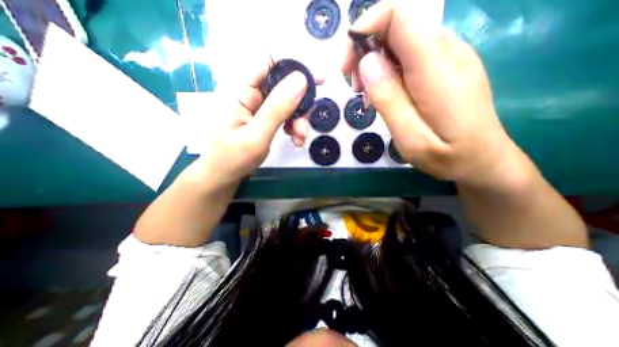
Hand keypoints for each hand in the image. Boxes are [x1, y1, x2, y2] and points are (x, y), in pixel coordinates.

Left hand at [186, 57, 315, 190]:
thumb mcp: (256, 136)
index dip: (294, 67)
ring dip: (299, 120)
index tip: (317, 80)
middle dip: (300, 106)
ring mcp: (258, 109)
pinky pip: (285, 116)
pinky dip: (294, 127)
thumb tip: (301, 80)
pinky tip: (296, 140)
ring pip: (287, 104)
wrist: (223, 177)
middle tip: (305, 127)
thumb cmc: (232, 159)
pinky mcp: (264, 120)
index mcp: (241, 92)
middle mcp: (251, 96)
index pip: (269, 63)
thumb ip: (277, 109)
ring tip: (300, 139)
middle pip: (284, 87)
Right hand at [343, 0, 525, 187]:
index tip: (347, 66)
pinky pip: (408, 55)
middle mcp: (446, 50)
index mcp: (436, 67)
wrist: (483, 159)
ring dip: (374, 64)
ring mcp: (448, 56)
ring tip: (370, 98)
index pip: (399, 15)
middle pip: (396, 24)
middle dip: (364, 52)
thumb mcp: (411, 138)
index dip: (364, 28)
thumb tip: (366, 62)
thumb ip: (389, 99)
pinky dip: (387, 70)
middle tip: (356, 89)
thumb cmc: (447, 156)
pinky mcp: (444, 66)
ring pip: (399, 41)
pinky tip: (386, 96)